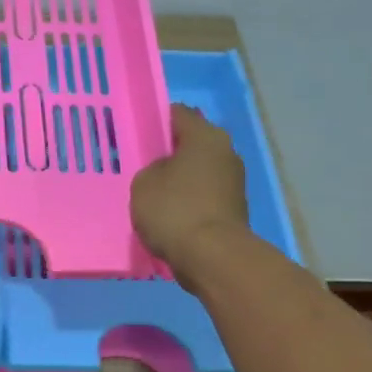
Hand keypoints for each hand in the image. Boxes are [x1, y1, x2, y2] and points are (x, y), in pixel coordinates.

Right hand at [131, 105, 249, 279]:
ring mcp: (234, 182)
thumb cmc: (174, 210)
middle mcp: (226, 152)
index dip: (156, 121)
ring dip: (179, 180)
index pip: (178, 114)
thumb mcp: (143, 183)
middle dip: (169, 153)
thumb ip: (151, 169)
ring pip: (198, 172)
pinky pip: (203, 197)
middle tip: (142, 166)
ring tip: (153, 194)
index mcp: (205, 136)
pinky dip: (188, 202)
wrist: (212, 257)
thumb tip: (165, 172)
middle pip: (191, 144)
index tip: (137, 134)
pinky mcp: (233, 209)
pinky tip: (169, 215)